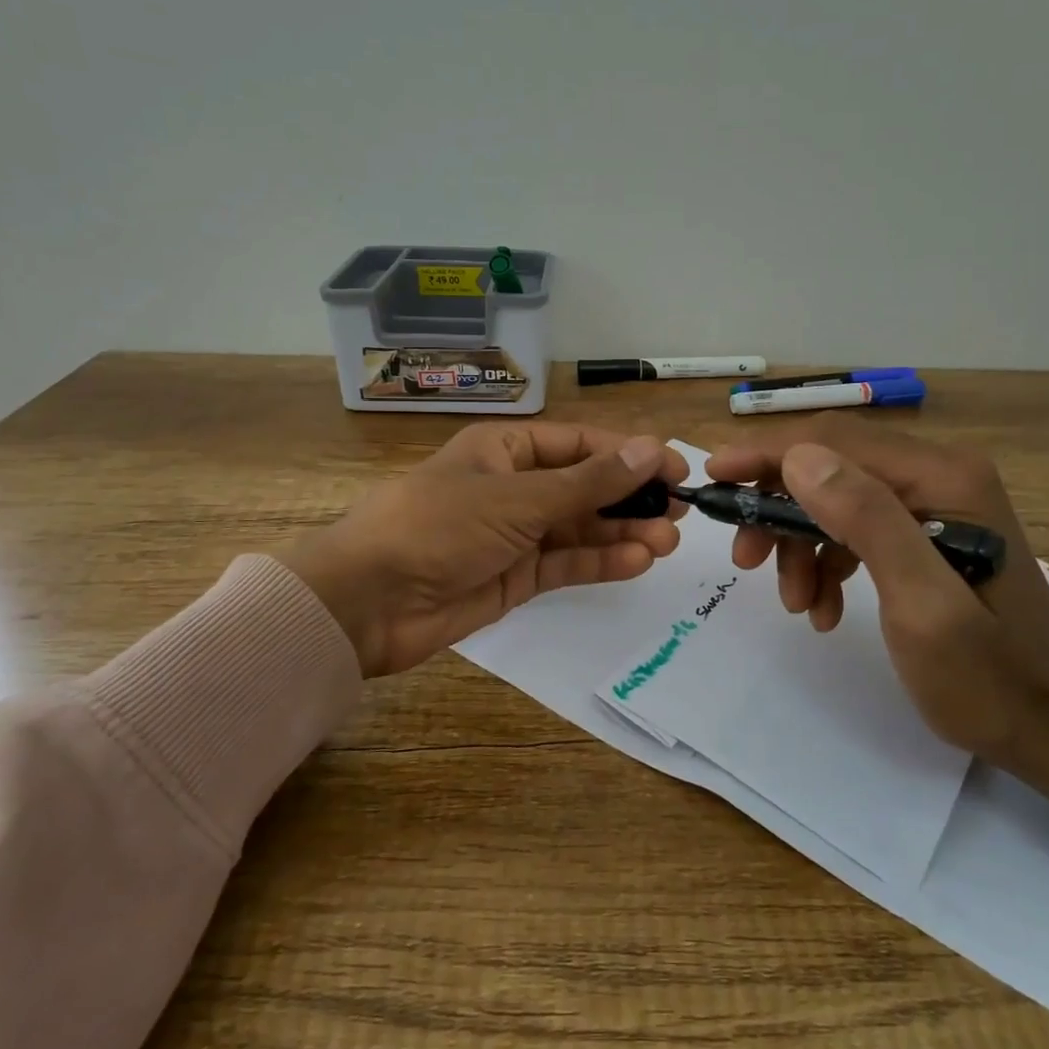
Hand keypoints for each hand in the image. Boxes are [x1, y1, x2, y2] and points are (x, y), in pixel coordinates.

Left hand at [279, 422, 687, 677]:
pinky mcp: (513, 577)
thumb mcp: (518, 497)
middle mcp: (512, 486)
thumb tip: (652, 449)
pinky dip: (598, 561)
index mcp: (504, 450)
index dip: (629, 455)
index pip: (579, 444)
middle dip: (630, 498)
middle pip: (584, 487)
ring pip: (579, 528)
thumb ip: (589, 482)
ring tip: (666, 543)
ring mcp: (513, 534)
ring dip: (621, 532)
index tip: (676, 468)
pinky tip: (635, 561)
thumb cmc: (439, 526)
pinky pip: (564, 563)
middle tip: (680, 513)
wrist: (367, 603)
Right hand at [709, 418, 1048, 869]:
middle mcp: (938, 475)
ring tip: (796, 603)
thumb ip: (866, 521)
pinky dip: (828, 563)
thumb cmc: (989, 677)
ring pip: (836, 501)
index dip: (767, 455)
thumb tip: (797, 457)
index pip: (834, 442)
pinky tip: (824, 609)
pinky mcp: (926, 535)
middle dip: (778, 510)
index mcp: (942, 477)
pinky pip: (856, 531)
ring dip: (800, 545)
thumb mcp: (922, 604)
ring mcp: (934, 504)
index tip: (714, 476)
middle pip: (830, 467)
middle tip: (745, 558)